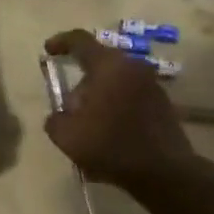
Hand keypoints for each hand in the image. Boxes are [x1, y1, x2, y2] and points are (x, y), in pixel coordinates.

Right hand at [42, 29, 198, 188]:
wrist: (166, 173)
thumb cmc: (111, 145)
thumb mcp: (66, 136)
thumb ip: (55, 119)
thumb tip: (59, 116)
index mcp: (108, 65)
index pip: (80, 40)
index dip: (61, 42)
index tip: (48, 50)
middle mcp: (132, 67)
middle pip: (100, 62)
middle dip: (81, 78)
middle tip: (70, 103)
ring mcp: (152, 85)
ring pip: (117, 80)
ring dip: (100, 94)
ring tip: (89, 122)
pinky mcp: (164, 104)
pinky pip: (131, 96)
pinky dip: (117, 106)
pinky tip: (109, 132)